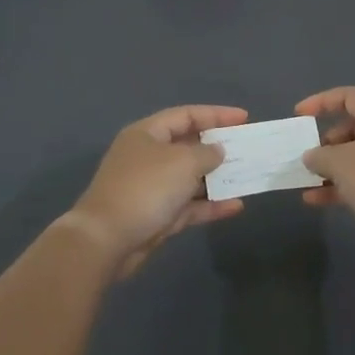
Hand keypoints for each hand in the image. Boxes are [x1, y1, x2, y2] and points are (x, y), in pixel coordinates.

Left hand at [67, 105, 248, 274]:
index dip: (216, 114)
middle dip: (218, 147)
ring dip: (218, 178)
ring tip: (248, 176)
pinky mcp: (158, 216)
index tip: (244, 119)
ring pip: (191, 178)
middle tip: (248, 148)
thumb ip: (206, 153)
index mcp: (147, 134)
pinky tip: (236, 206)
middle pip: (189, 145)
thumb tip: (217, 151)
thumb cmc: (146, 188)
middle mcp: (149, 157)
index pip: (186, 115)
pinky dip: (211, 205)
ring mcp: (153, 188)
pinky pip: (190, 205)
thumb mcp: (182, 162)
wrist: (107, 240)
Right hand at [295, 87, 354, 226]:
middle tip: (311, 156)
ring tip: (308, 180)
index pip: (350, 97)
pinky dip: (341, 185)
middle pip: (354, 128)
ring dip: (331, 167)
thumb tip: (311, 156)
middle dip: (327, 142)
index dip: (321, 102)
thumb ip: (319, 155)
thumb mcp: (339, 162)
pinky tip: (315, 200)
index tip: (299, 115)